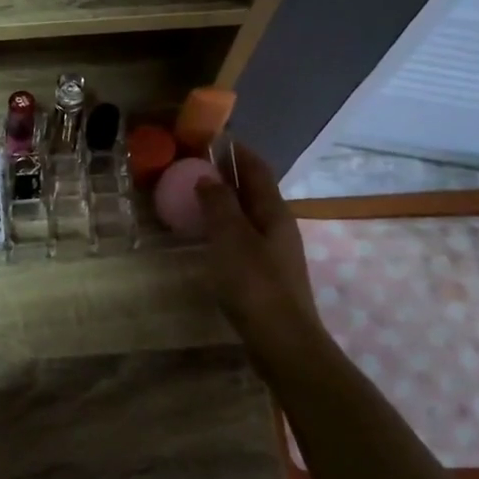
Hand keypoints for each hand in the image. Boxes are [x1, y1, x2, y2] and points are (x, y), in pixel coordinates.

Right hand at [194, 141, 326, 351]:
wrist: (282, 340)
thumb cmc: (255, 283)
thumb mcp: (231, 238)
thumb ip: (219, 204)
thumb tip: (207, 178)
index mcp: (274, 212)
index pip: (257, 170)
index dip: (238, 152)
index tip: (215, 138)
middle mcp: (278, 227)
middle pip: (254, 192)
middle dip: (229, 175)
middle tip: (196, 167)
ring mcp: (274, 252)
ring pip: (248, 216)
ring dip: (226, 202)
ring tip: (196, 198)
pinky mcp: (265, 275)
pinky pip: (243, 238)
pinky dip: (225, 228)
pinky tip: (208, 238)